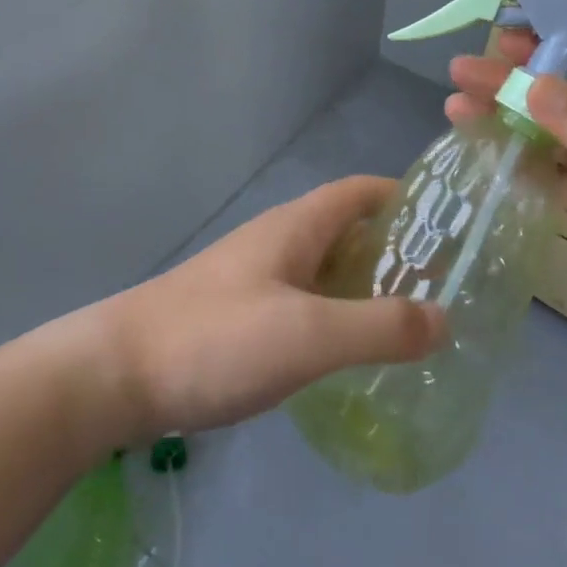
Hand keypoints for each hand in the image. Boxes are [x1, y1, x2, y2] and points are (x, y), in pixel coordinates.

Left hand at [93, 177, 446, 437]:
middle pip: (347, 230)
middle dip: (394, 250)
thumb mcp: (308, 334)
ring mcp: (255, 278)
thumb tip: (445, 317)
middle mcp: (278, 241)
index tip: (449, 227)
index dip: (404, 198)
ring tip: (410, 323)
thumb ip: (380, 326)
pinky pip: (304, 302)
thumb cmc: (216, 339)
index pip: (360, 191)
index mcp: (296, 227)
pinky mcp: (240, 314)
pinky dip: (336, 315)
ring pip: (325, 269)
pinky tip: (349, 353)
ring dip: (365, 286)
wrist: (117, 374)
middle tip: (443, 287)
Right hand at [448, 34, 566, 372]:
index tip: (504, 35)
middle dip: (517, 82)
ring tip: (458, 109)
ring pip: (556, 139)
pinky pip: (559, 183)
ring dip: (511, 124)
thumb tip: (529, 86)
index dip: (554, 43)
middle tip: (462, 73)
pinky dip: (525, 170)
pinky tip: (488, 156)